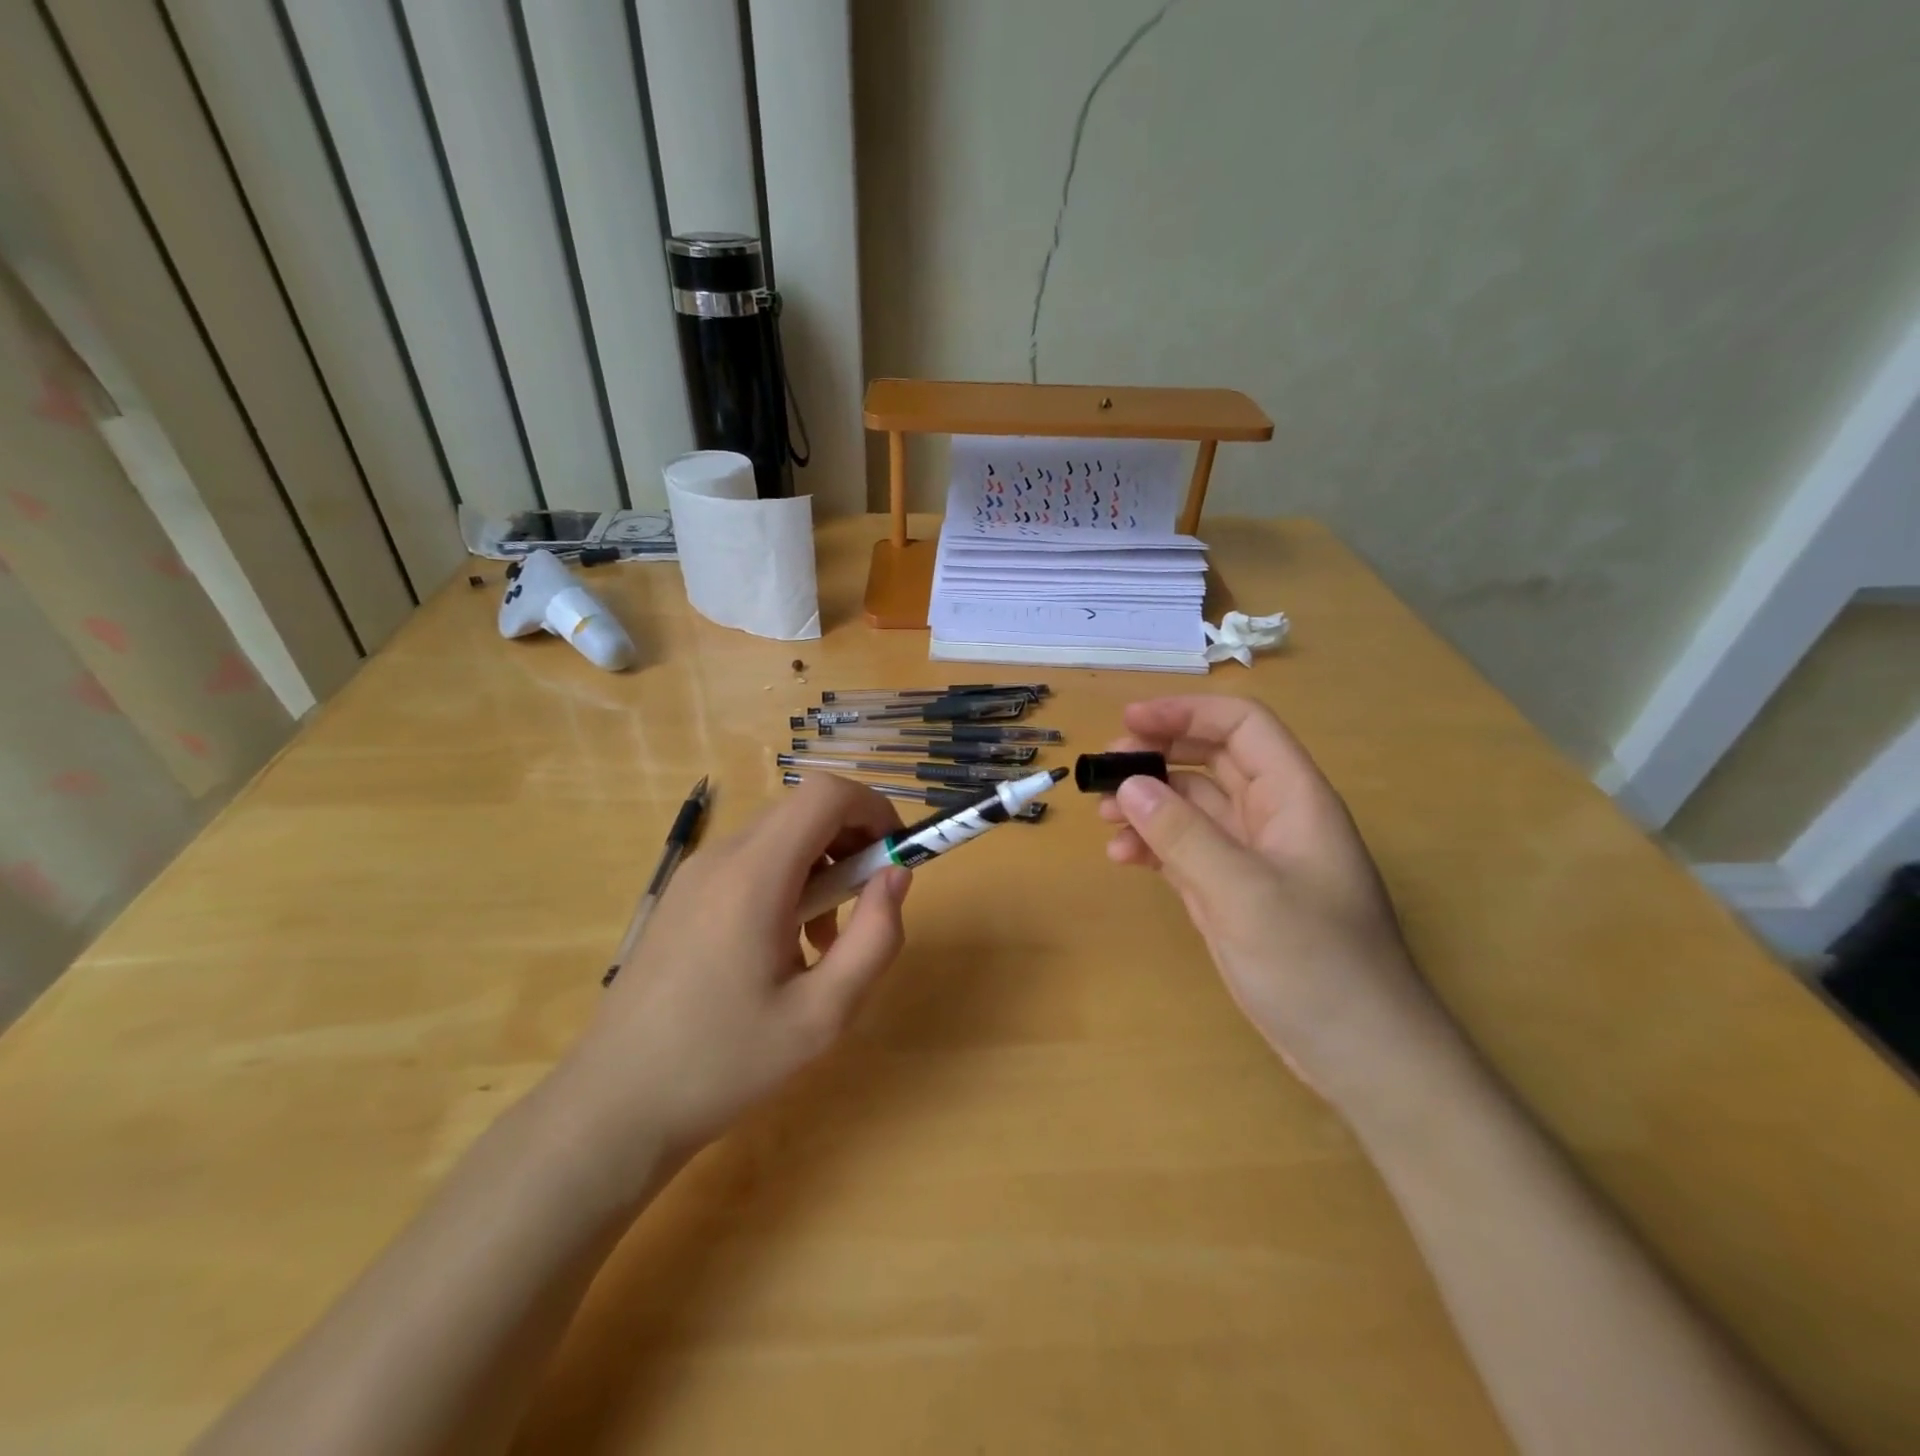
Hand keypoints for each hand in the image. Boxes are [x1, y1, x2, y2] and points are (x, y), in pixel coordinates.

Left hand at [559, 775, 911, 1158]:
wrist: (615, 1105)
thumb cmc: (723, 1063)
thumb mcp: (822, 1014)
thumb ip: (875, 938)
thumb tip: (898, 875)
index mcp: (754, 876)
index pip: (825, 794)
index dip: (873, 809)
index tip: (898, 856)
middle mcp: (721, 857)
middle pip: (803, 810)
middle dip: (852, 840)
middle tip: (869, 902)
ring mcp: (695, 874)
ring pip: (778, 836)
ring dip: (821, 865)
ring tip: (827, 941)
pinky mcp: (683, 895)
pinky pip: (751, 862)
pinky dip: (787, 881)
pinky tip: (785, 947)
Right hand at [1099, 697, 1450, 1109]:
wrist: (1360, 1055)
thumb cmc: (1316, 965)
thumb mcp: (1245, 894)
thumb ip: (1184, 835)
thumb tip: (1131, 785)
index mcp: (1294, 798)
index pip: (1241, 727)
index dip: (1186, 712)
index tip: (1129, 720)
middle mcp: (1272, 817)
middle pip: (1210, 759)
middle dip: (1157, 755)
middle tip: (1104, 771)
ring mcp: (1251, 856)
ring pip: (1192, 805)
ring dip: (1148, 802)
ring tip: (1105, 817)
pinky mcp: (1232, 892)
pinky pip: (1185, 848)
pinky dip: (1152, 844)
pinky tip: (1122, 857)